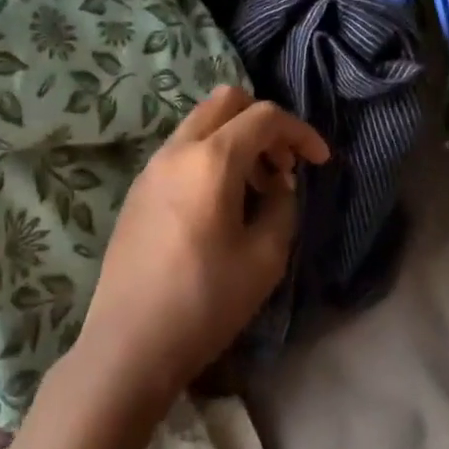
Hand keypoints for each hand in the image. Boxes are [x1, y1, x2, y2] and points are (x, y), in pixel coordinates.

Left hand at [76, 86, 329, 403]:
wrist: (128, 346)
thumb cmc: (205, 302)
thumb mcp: (265, 258)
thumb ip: (283, 207)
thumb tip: (278, 185)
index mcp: (212, 159)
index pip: (265, 117)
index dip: (301, 132)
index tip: (321, 161)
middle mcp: (177, 149)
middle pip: (227, 102)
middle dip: (264, 122)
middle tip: (283, 164)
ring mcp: (151, 167)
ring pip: (202, 123)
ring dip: (237, 139)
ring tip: (257, 188)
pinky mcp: (138, 189)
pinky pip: (183, 149)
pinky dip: (211, 155)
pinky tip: (221, 203)